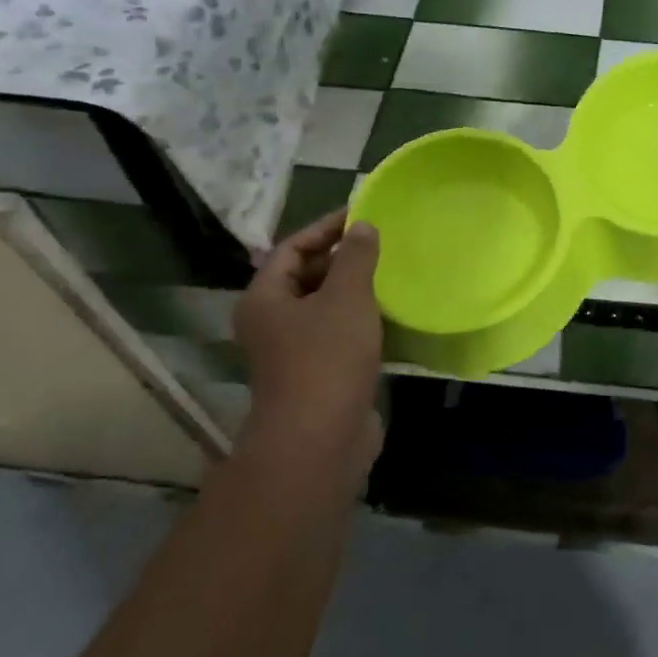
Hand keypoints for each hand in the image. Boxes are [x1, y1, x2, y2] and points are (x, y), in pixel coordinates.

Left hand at [234, 209, 382, 478]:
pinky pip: (338, 333)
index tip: (363, 214)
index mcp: (266, 298)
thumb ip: (355, 257)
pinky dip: (360, 318)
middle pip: (305, 275)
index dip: (326, 227)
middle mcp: (272, 321)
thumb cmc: (327, 359)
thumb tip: (362, 226)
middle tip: (381, 241)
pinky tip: (390, 311)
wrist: (320, 442)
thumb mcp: (346, 297)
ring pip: (324, 306)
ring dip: (354, 288)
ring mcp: (294, 351)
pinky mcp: (318, 374)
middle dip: (341, 257)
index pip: (291, 248)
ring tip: (391, 270)